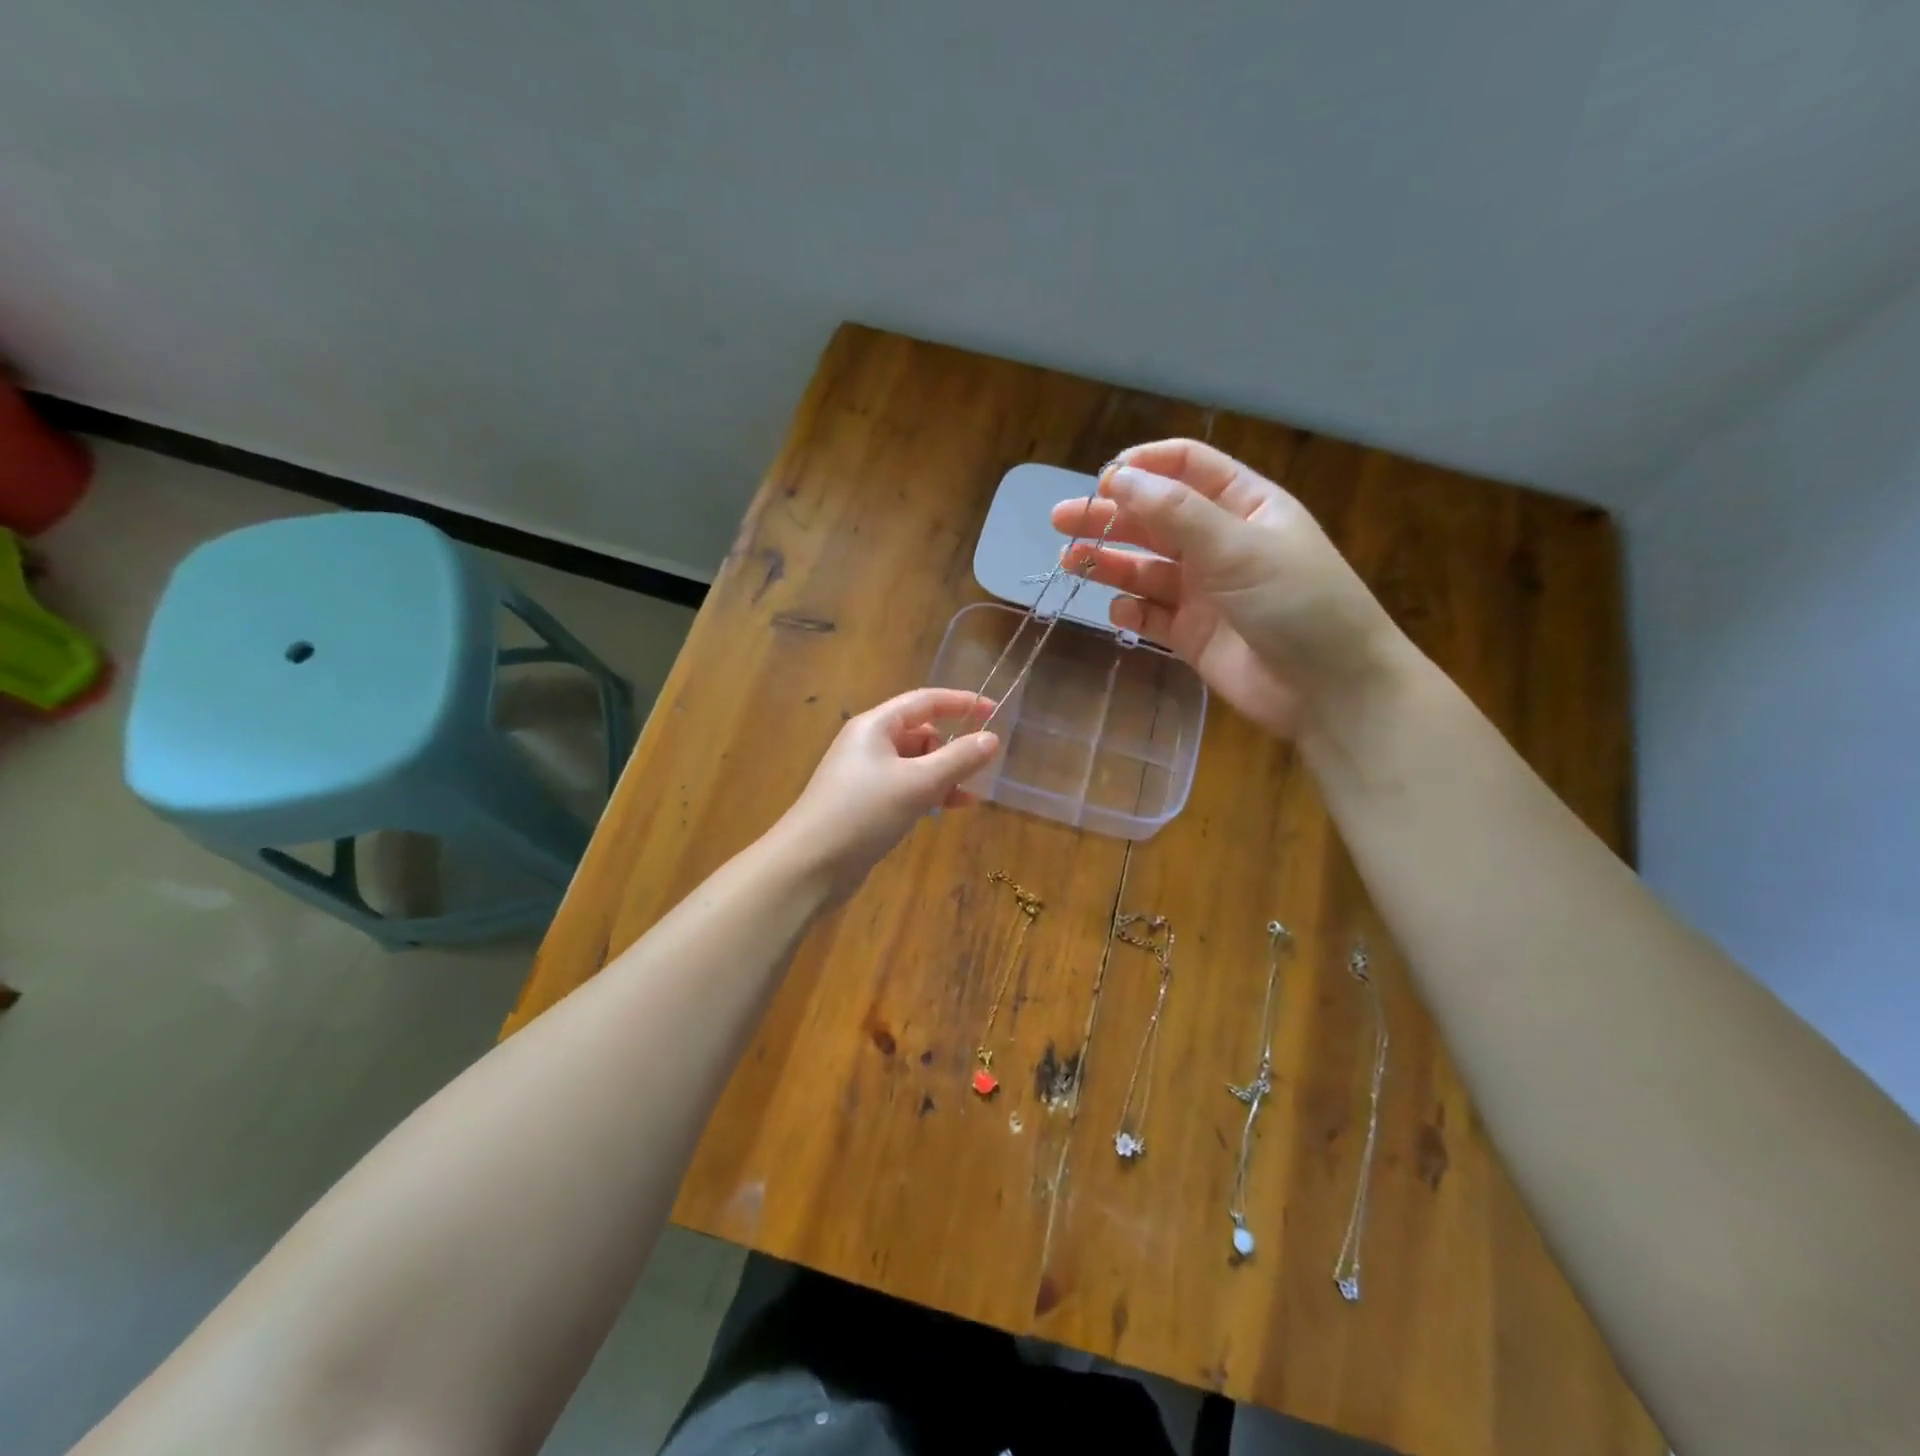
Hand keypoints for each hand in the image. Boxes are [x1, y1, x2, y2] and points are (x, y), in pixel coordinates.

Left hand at [770, 688, 1000, 899]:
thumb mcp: (918, 783)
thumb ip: (958, 759)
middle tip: (979, 769)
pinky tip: (948, 810)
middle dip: (952, 748)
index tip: (994, 711)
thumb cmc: (863, 813)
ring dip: (943, 775)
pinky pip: (906, 787)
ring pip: (915, 763)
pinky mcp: (865, 804)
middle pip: (921, 733)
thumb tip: (992, 738)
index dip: (961, 703)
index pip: (925, 701)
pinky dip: (928, 794)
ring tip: (968, 796)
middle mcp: (868, 743)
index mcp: (875, 726)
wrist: (809, 865)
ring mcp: (865, 775)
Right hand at [1050, 440, 1407, 737]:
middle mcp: (1220, 543)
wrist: (1329, 689)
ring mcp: (1204, 590)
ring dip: (1109, 562)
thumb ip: (1176, 513)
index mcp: (1244, 506)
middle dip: (1110, 517)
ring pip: (1145, 567)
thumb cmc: (1297, 602)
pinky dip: (1131, 610)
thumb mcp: (1238, 547)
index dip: (1144, 467)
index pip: (1187, 468)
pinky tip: (1118, 610)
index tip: (1102, 480)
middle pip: (1155, 518)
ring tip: (1070, 562)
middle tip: (1062, 521)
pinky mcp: (1191, 634)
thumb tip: (1118, 478)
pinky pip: (1151, 614)